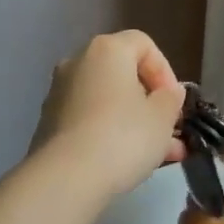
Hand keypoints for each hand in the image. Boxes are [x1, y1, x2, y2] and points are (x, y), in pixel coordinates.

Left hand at [32, 31, 187, 194]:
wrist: (66, 178)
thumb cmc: (123, 137)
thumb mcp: (162, 117)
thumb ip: (171, 98)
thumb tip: (169, 92)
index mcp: (107, 50)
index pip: (144, 45)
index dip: (165, 71)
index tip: (174, 102)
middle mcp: (78, 62)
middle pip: (124, 74)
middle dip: (151, 102)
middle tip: (169, 130)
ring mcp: (59, 93)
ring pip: (108, 100)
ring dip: (134, 121)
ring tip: (159, 155)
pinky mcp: (49, 122)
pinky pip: (90, 118)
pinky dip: (110, 132)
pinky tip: (128, 161)